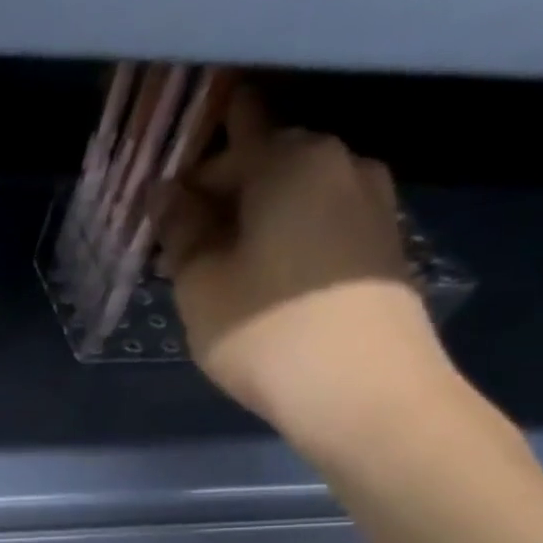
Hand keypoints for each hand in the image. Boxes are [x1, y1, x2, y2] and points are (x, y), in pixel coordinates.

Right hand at [157, 87, 456, 445]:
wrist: (362, 391)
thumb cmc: (265, 332)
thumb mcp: (201, 283)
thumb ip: (181, 230)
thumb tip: (166, 194)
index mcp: (290, 159)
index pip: (222, 151)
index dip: (182, 185)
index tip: (158, 225)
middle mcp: (340, 163)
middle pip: (265, 164)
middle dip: (221, 199)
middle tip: (185, 248)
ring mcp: (372, 202)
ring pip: (294, 197)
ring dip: (253, 222)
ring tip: (221, 270)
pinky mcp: (383, 244)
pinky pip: (320, 224)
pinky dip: (286, 240)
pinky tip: (264, 283)